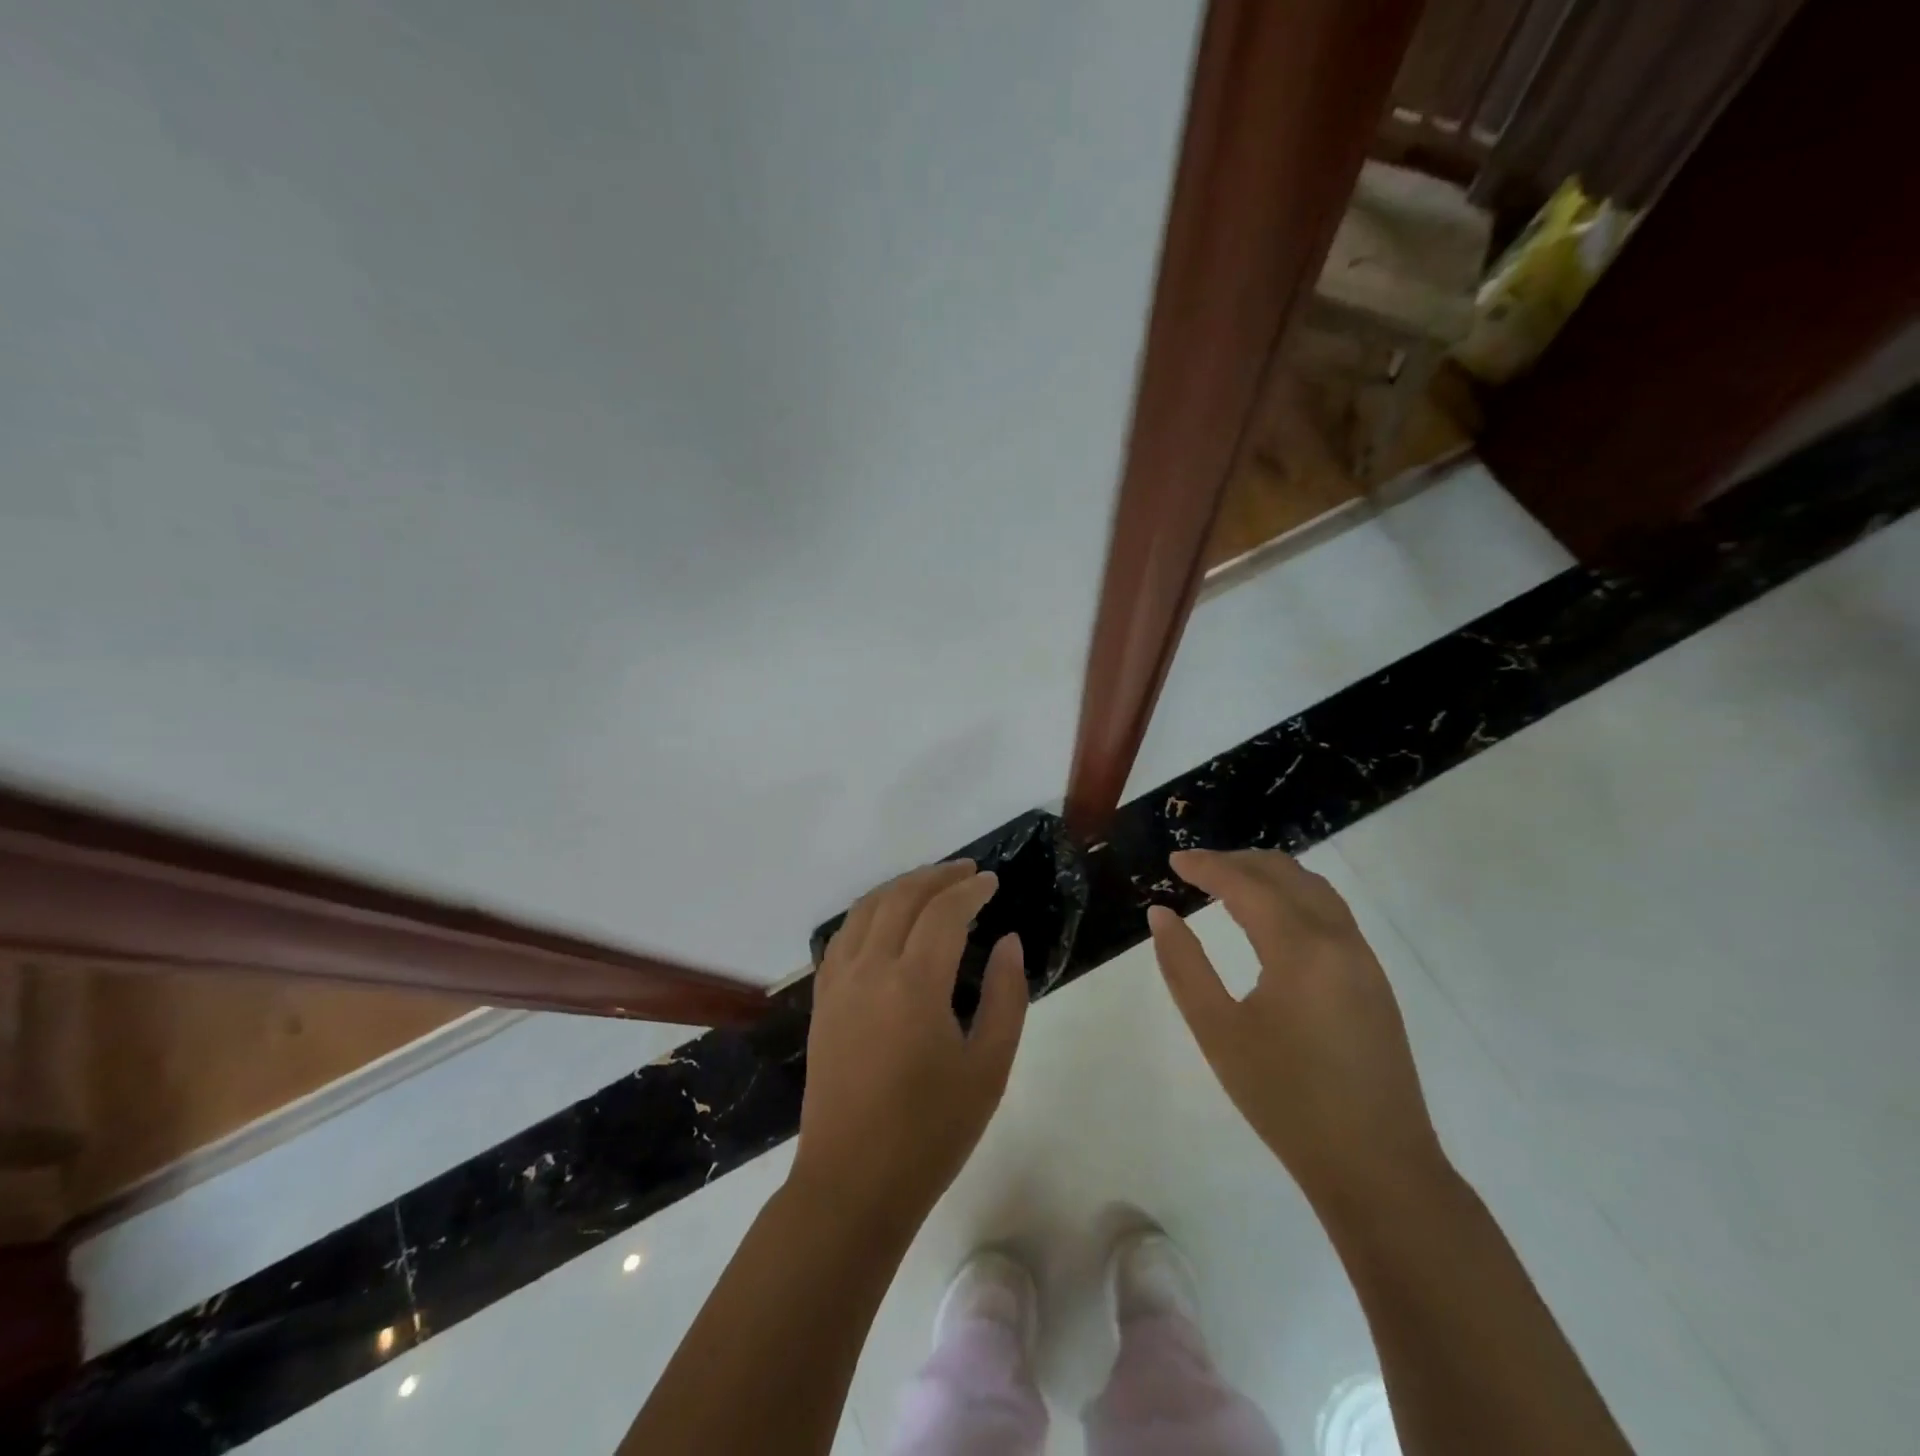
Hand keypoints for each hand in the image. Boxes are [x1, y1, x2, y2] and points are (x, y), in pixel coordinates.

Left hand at [793, 861, 1027, 1224]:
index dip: (969, 889)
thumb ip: (1005, 996)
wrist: (852, 1184)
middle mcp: (870, 969)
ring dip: (900, 887)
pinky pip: (843, 935)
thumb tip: (1007, 942)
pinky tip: (886, 920)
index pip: (943, 912)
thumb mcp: (988, 1068)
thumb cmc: (931, 1132)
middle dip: (936, 876)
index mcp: (914, 984)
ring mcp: (838, 983)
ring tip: (931, 884)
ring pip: (866, 909)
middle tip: (967, 872)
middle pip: (901, 898)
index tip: (991, 882)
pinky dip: (869, 912)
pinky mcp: (822, 1001)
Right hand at [1147, 849, 1446, 1210]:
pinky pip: (1331, 913)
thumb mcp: (1218, 1033)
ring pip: (1315, 889)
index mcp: (1300, 948)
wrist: (1377, 1167)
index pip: (1246, 884)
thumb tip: (1161, 915)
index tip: (1173, 860)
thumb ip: (1184, 966)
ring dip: (1270, 875)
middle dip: (1238, 862)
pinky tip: (1271, 920)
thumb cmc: (1286, 1100)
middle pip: (1286, 874)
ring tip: (1229, 884)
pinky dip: (1294, 897)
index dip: (1207, 866)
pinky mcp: (1374, 981)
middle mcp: (1338, 939)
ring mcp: (1363, 959)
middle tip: (1196, 869)